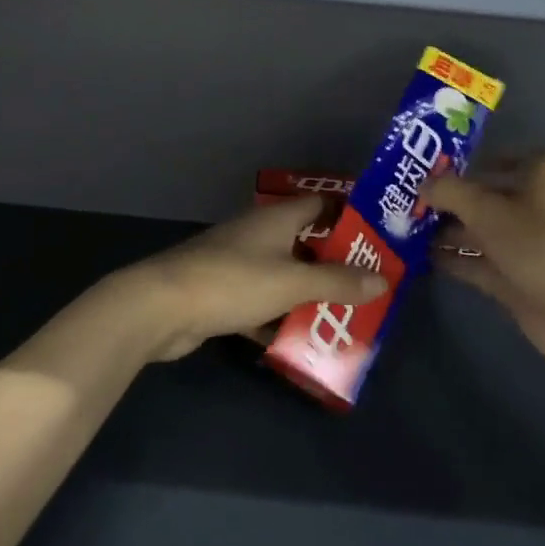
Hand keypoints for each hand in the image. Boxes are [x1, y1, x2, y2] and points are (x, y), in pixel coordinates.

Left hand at [109, 195, 388, 361]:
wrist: (161, 307)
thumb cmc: (233, 282)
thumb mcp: (292, 282)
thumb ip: (338, 281)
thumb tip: (383, 279)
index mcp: (276, 219)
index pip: (321, 204)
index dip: (349, 214)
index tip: (379, 234)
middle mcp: (258, 235)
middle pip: (305, 242)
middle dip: (335, 262)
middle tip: (371, 283)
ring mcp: (237, 264)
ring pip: (283, 275)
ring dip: (309, 294)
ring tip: (345, 315)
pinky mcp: (222, 294)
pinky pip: (261, 303)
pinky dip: (279, 319)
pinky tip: (300, 341)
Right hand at [420, 151, 544, 364]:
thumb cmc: (535, 244)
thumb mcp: (485, 209)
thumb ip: (449, 192)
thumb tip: (422, 184)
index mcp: (542, 183)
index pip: (532, 159)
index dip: (505, 157)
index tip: (469, 163)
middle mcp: (536, 213)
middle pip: (496, 199)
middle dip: (459, 199)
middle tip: (419, 198)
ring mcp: (526, 250)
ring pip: (484, 234)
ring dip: (452, 232)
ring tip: (411, 229)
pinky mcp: (516, 282)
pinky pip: (480, 265)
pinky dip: (456, 262)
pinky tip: (424, 259)